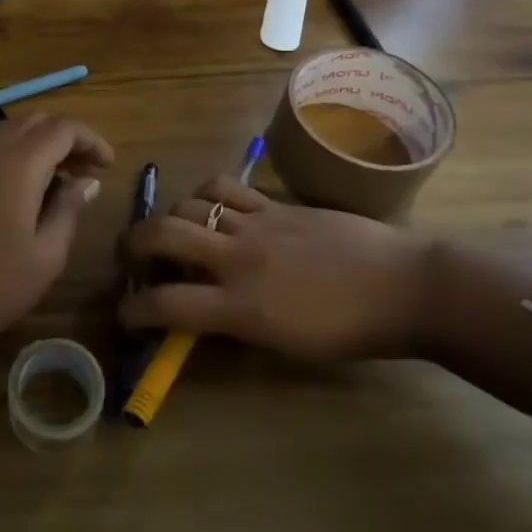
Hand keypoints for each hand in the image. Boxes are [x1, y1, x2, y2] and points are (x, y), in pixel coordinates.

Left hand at [0, 113, 113, 361]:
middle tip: (87, 170)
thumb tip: (89, 182)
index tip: (109, 165)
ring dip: (41, 141)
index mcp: (19, 166)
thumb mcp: (48, 253)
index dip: (90, 140)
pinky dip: (18, 151)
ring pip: (11, 130)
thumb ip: (70, 209)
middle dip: (67, 137)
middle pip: (35, 121)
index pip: (61, 129)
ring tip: (62, 176)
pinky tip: (29, 187)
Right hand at [117, 175, 436, 362]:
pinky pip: (224, 187)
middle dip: (133, 245)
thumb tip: (200, 313)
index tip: (126, 314)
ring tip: (173, 233)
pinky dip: (204, 195)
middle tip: (132, 259)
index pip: (166, 304)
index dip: (134, 310)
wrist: (405, 286)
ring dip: (169, 219)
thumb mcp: (285, 345)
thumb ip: (235, 324)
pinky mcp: (274, 203)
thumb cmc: (350, 331)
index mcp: (241, 307)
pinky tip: (210, 207)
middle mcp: (238, 259)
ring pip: (188, 204)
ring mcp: (256, 223)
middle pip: (163, 234)